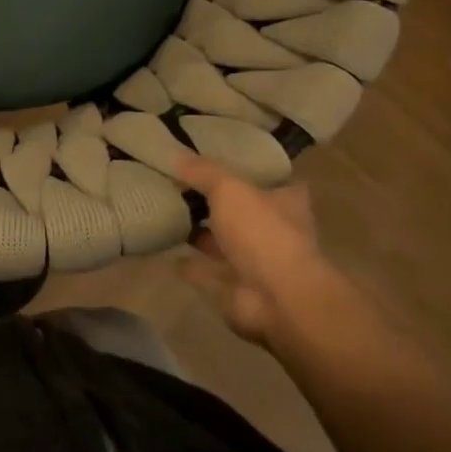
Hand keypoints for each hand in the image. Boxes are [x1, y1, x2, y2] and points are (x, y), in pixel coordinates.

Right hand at [175, 152, 319, 345]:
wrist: (277, 298)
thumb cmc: (263, 232)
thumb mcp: (230, 189)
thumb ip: (203, 172)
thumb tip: (174, 153)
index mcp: (285, 202)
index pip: (271, 180)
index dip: (247, 171)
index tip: (218, 160)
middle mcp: (274, 230)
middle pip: (241, 211)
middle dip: (215, 203)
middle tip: (178, 185)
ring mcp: (255, 262)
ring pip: (222, 242)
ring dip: (200, 234)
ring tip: (165, 215)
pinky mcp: (235, 287)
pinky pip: (205, 271)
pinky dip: (188, 264)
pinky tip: (165, 252)